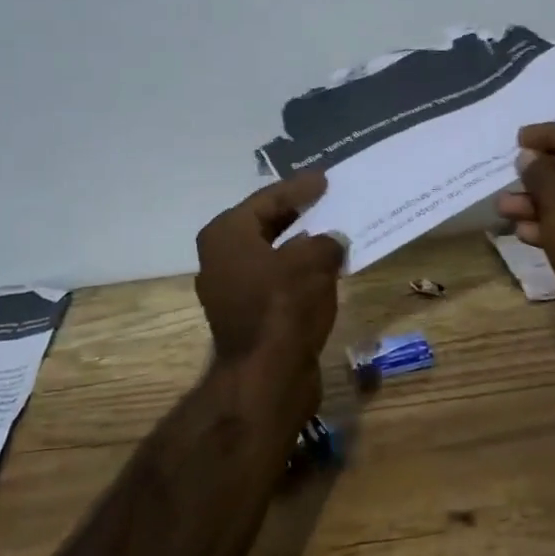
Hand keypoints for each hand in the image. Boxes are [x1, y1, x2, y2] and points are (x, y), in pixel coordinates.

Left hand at [195, 172, 346, 367]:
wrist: (267, 377)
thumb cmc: (283, 306)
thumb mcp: (313, 260)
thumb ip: (326, 241)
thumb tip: (332, 241)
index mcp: (226, 234)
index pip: (267, 198)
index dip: (298, 187)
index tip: (324, 178)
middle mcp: (221, 258)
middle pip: (265, 224)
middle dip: (298, 213)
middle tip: (328, 199)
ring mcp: (231, 290)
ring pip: (272, 254)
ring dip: (301, 244)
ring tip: (333, 230)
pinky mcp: (248, 316)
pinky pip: (277, 281)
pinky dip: (299, 271)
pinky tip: (326, 267)